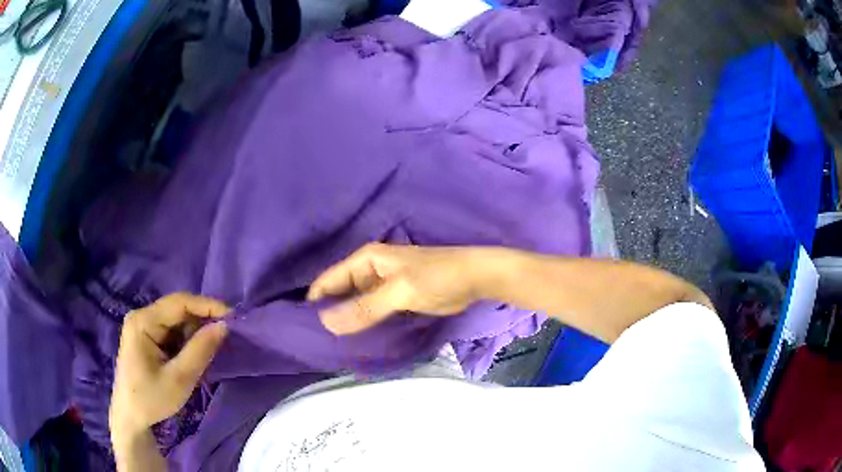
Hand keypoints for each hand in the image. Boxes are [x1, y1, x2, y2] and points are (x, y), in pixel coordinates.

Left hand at [109, 293, 228, 437]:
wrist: (130, 417)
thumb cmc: (151, 399)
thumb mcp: (179, 379)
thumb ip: (201, 351)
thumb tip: (224, 326)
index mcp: (143, 321)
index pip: (179, 302)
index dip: (207, 306)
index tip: (234, 317)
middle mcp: (141, 317)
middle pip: (178, 310)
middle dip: (202, 321)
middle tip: (227, 336)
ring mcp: (143, 326)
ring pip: (176, 321)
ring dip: (195, 333)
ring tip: (213, 349)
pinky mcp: (147, 338)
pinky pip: (172, 332)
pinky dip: (187, 342)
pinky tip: (196, 355)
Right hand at [307, 243, 481, 334]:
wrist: (474, 279)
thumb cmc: (437, 277)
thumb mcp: (399, 291)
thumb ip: (365, 307)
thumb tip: (325, 323)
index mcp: (364, 260)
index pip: (328, 281)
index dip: (315, 302)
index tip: (301, 328)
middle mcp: (368, 271)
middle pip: (339, 294)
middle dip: (330, 315)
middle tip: (316, 343)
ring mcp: (381, 287)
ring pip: (355, 305)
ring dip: (346, 322)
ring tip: (331, 347)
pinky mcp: (394, 300)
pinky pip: (371, 313)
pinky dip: (364, 324)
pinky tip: (356, 343)